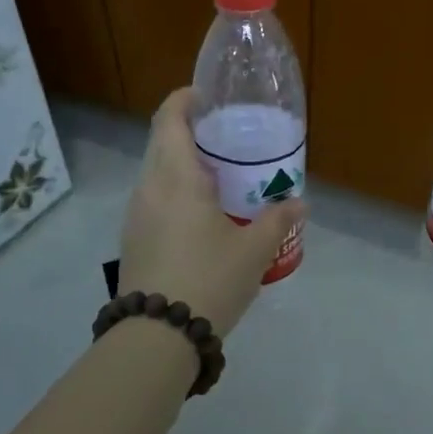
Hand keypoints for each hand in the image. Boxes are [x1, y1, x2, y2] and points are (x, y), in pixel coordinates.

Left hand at [118, 88, 305, 336]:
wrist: (157, 337)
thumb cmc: (208, 279)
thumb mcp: (254, 250)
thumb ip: (278, 220)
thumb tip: (299, 202)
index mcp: (176, 177)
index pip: (170, 119)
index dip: (185, 99)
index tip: (208, 96)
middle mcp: (149, 187)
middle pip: (162, 141)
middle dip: (190, 131)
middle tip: (227, 137)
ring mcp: (136, 215)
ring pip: (156, 172)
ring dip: (182, 163)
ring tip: (220, 176)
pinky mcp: (133, 239)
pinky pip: (154, 198)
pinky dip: (175, 190)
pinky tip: (202, 214)